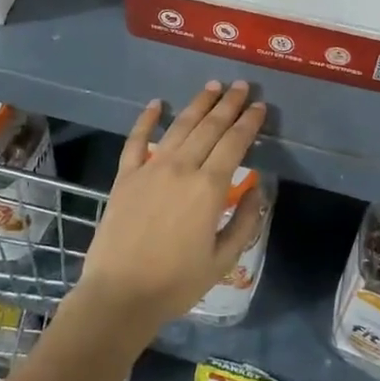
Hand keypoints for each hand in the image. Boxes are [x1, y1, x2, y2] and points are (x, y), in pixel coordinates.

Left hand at [73, 82, 266, 341]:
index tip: (259, 106)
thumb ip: (245, 221)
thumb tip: (258, 188)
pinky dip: (146, 119)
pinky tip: (156, 103)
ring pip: (179, 126)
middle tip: (240, 85)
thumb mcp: (223, 259)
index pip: (234, 144)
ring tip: (212, 86)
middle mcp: (181, 168)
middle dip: (228, 104)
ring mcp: (150, 169)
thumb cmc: (176, 283)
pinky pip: (136, 140)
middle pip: (209, 127)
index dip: (249, 122)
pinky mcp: (125, 176)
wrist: (119, 295)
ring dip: (198, 104)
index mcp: (209, 188)